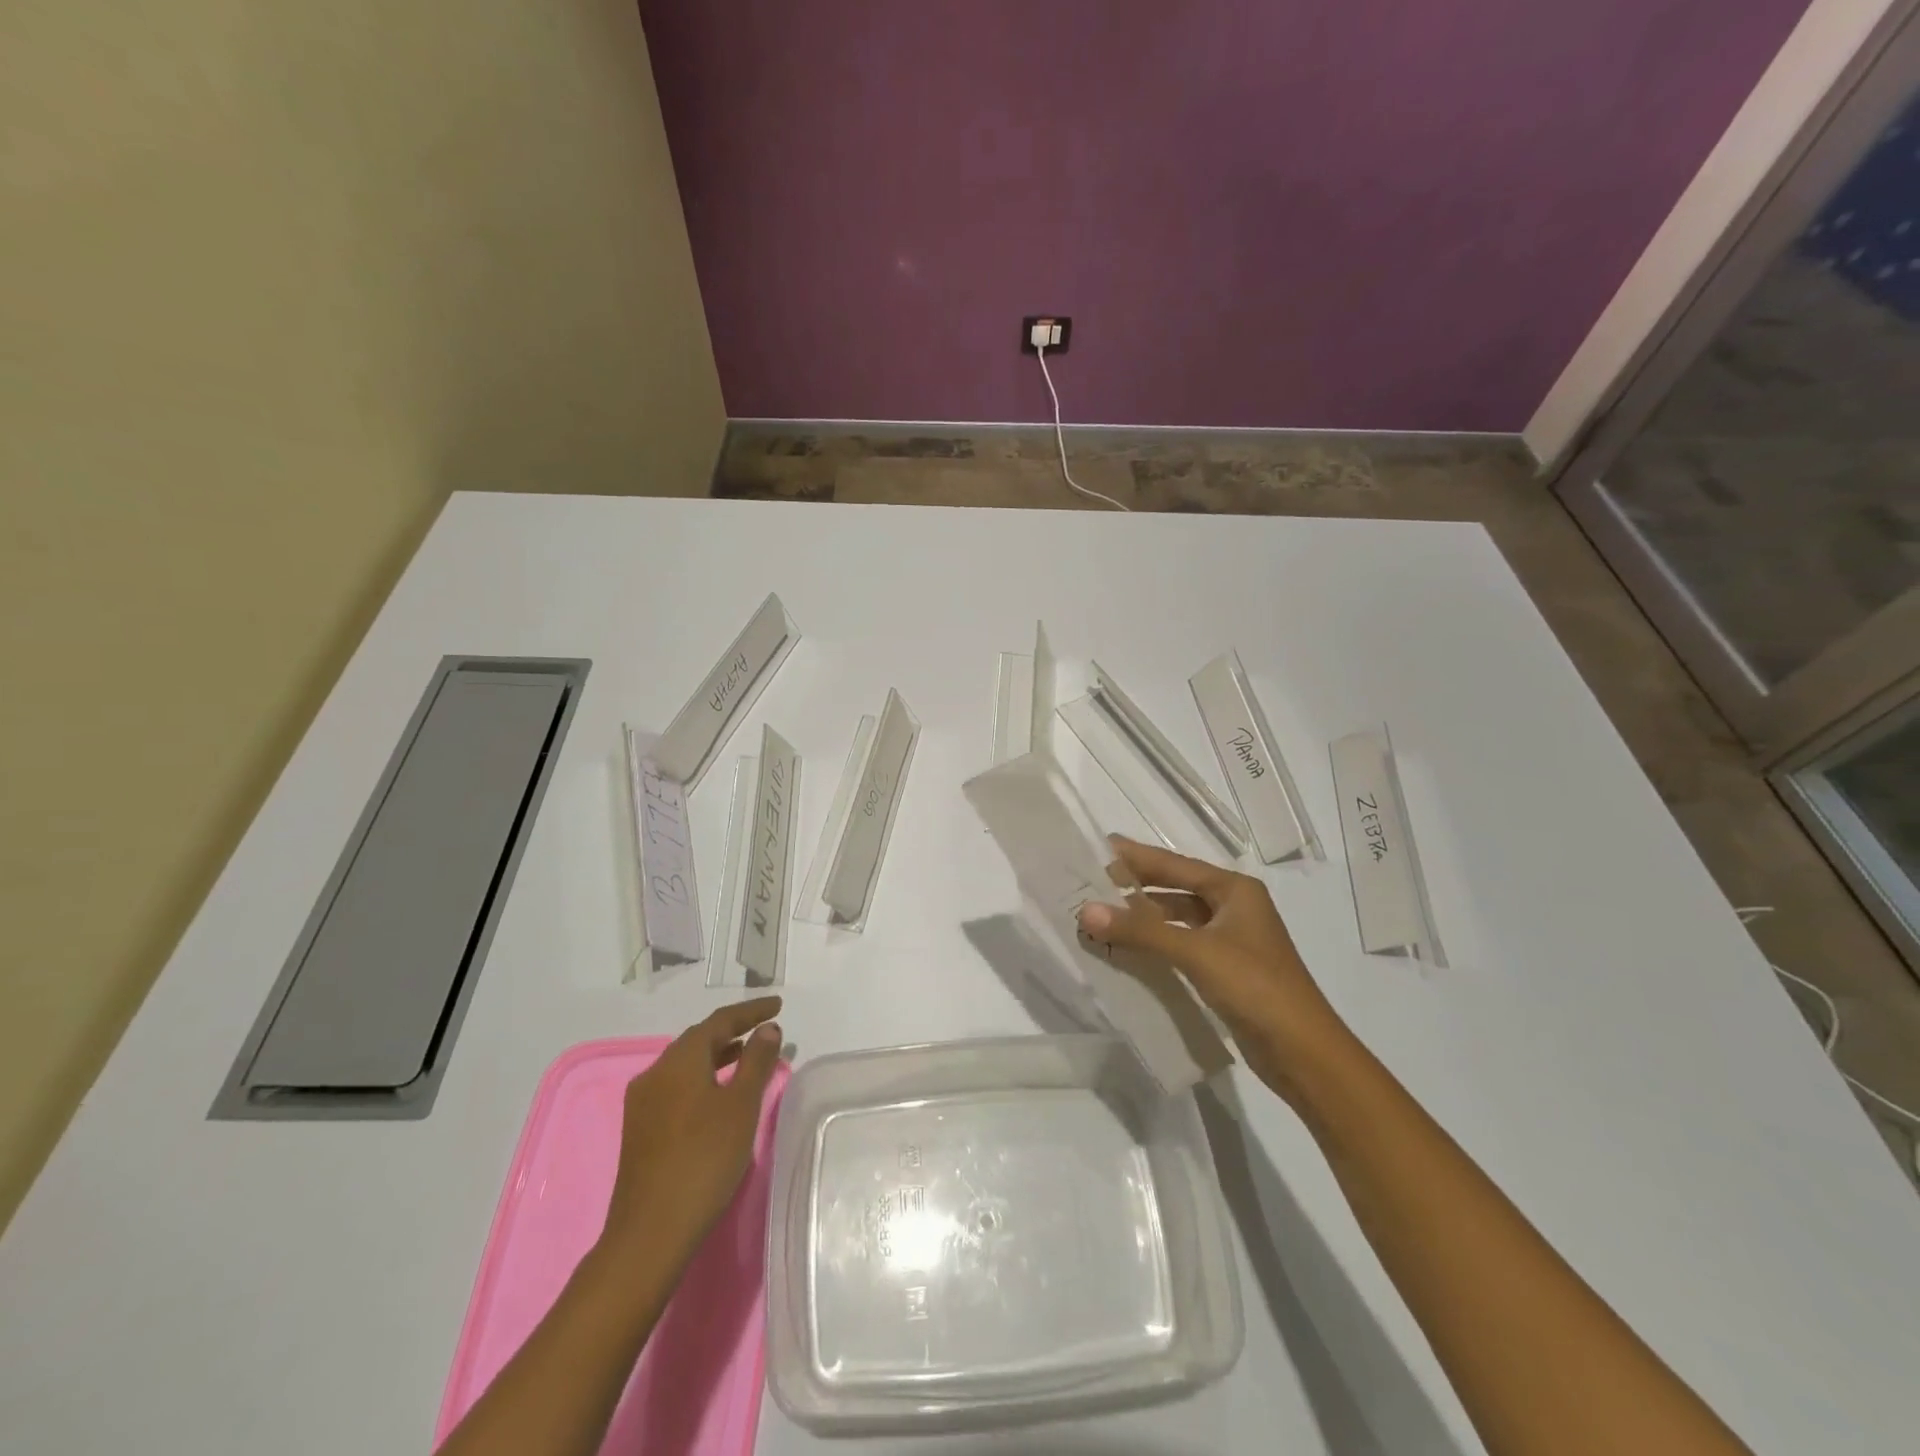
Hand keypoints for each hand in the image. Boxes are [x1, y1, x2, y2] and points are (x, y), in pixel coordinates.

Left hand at [598, 998, 784, 1269]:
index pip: (719, 1021)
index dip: (750, 1011)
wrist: (650, 1233)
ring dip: (718, 1055)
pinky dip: (703, 1078)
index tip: (777, 1005)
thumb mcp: (741, 1106)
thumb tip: (767, 1029)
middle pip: (698, 1039)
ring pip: (686, 1065)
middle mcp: (655, 1073)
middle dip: (733, 1031)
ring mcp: (643, 1103)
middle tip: (765, 1029)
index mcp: (678, 1060)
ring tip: (748, 1057)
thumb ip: (756, 1061)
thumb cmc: (704, 1160)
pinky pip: (677, 1086)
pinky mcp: (640, 1129)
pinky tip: (718, 1094)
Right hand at [1078, 837, 1347, 1101]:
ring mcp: (1232, 939)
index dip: (1137, 856)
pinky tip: (1129, 949)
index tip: (1100, 845)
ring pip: (1178, 918)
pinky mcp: (1227, 969)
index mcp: (1235, 890)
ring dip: (1143, 918)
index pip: (1175, 864)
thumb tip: (1085, 911)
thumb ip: (1140, 930)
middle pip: (1175, 889)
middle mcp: (1235, 907)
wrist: (1304, 1053)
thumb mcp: (1195, 952)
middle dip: (1136, 886)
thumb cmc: (1255, 987)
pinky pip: (1182, 944)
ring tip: (1102, 914)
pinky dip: (1156, 943)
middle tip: (1092, 882)